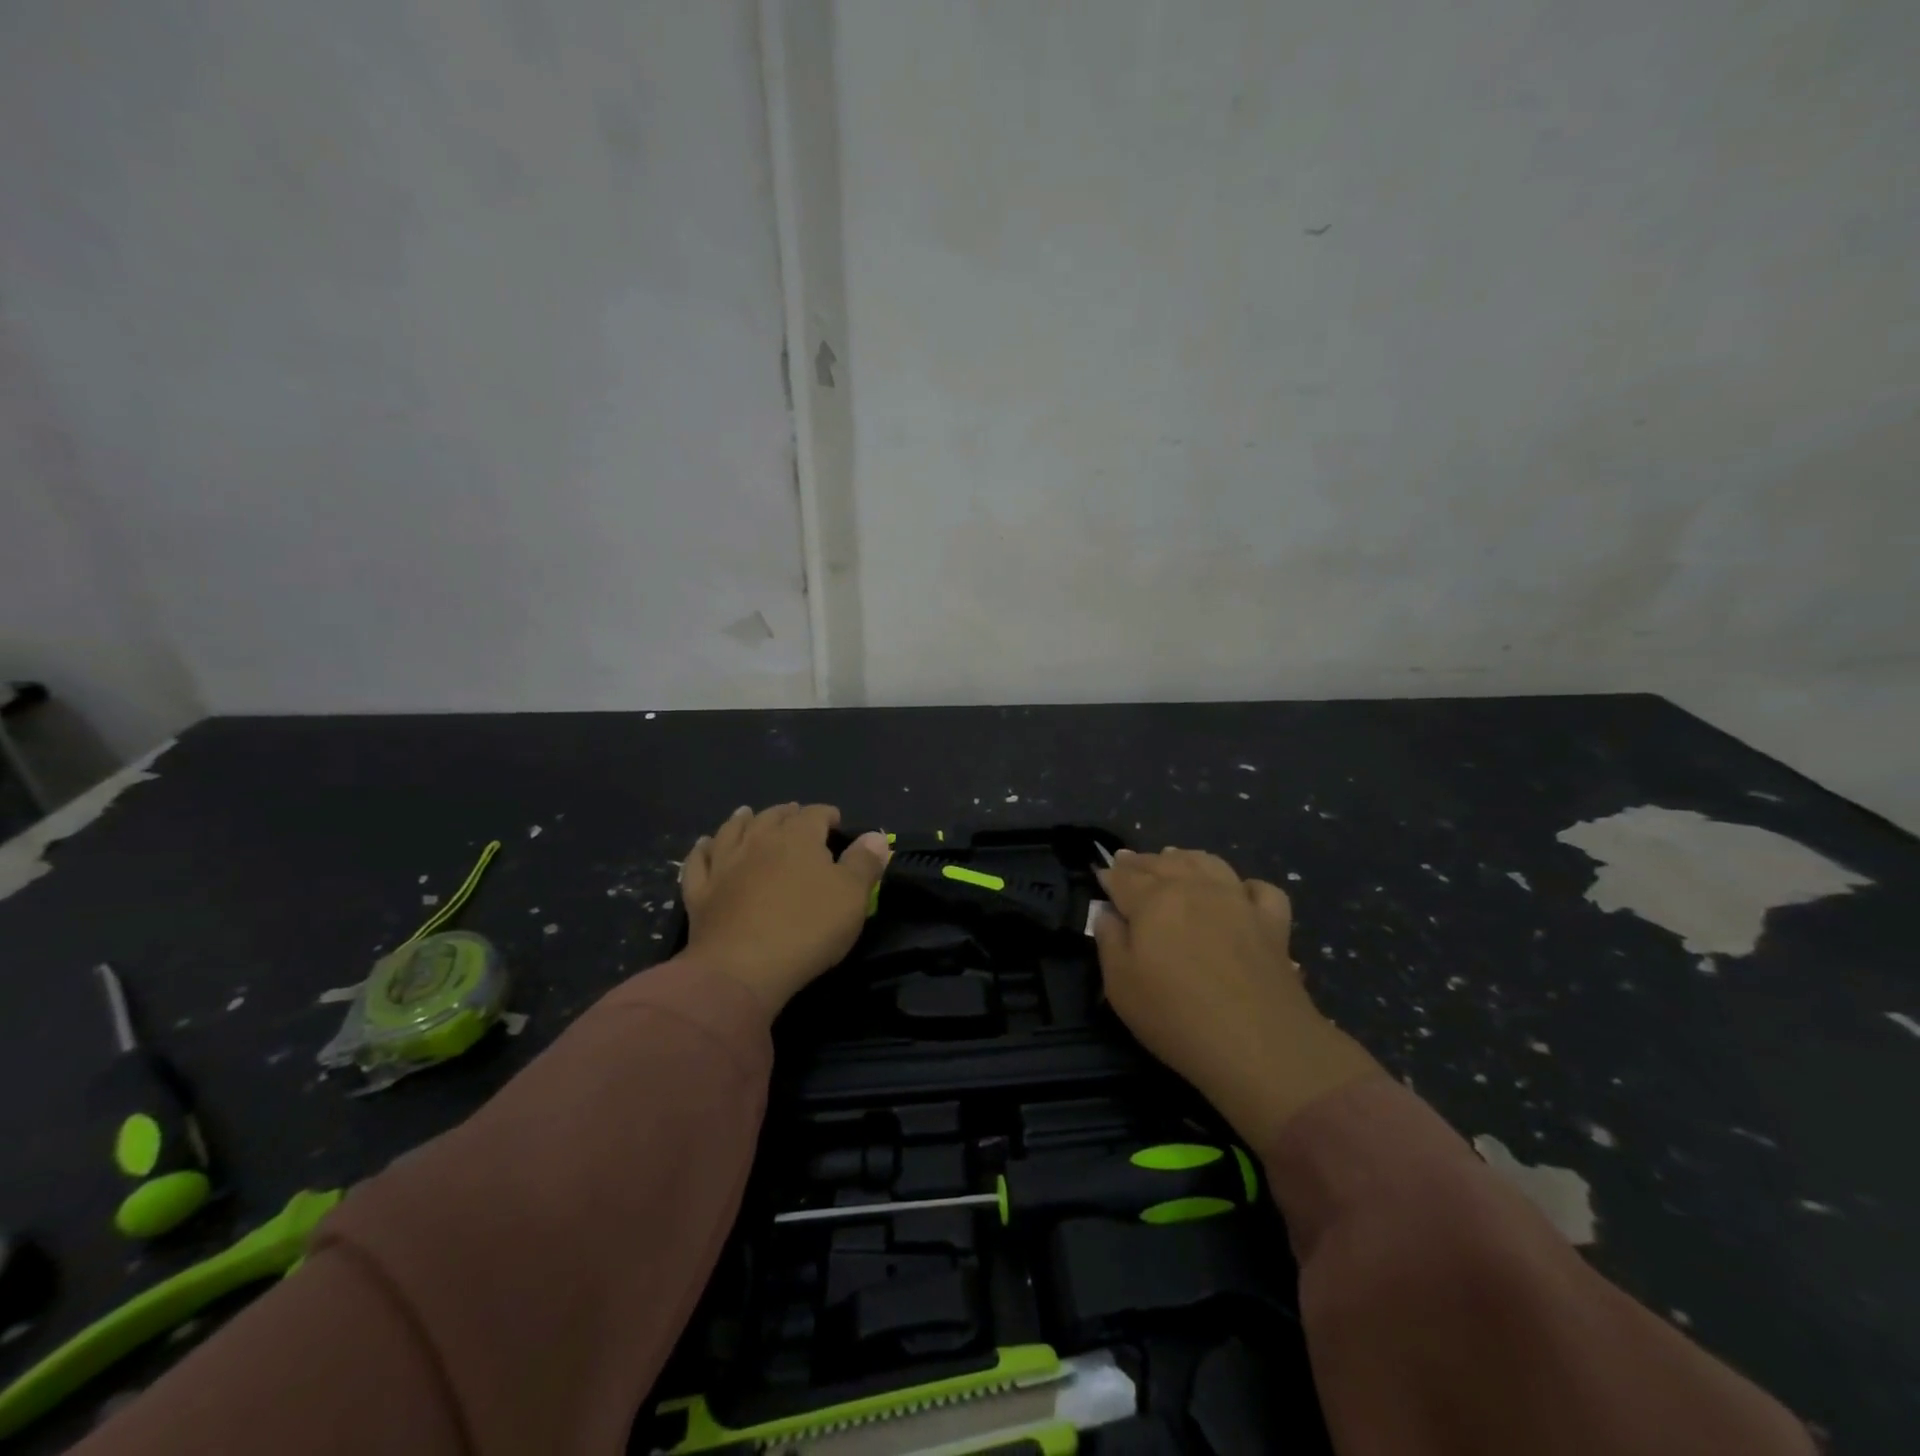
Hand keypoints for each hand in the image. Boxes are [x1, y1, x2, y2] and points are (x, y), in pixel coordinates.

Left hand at [680, 804, 890, 1013]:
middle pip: (772, 817)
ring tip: (747, 813)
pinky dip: (702, 849)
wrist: (742, 969)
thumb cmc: (807, 928)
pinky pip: (699, 862)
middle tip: (795, 814)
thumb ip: (865, 862)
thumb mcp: (852, 896)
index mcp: (798, 838)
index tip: (836, 822)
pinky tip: (704, 844)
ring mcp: (724, 865)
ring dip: (742, 820)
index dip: (827, 815)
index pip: (815, 814)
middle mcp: (758, 841)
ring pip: (732, 831)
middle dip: (786, 814)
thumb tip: (875, 836)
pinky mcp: (700, 893)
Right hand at [1094, 848, 1379, 1149]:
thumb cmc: (1175, 1016)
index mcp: (1153, 899)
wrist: (1258, 1045)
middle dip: (1141, 862)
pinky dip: (1244, 885)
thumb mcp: (1120, 985)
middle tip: (1129, 863)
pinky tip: (1237, 894)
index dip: (1110, 874)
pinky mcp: (1273, 922)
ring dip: (1185, 859)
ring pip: (1208, 863)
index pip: (1123, 876)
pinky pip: (1259, 888)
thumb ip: (1108, 940)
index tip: (1102, 874)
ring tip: (1174, 861)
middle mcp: (1194, 888)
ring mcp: (1238, 900)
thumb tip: (1106, 912)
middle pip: (1162, 862)